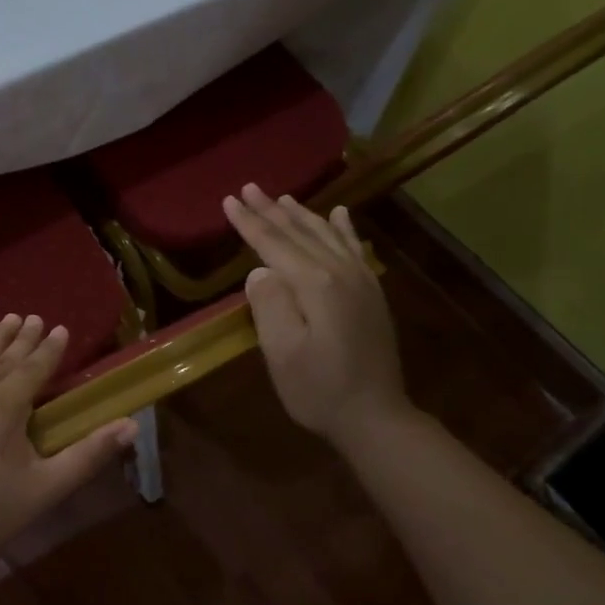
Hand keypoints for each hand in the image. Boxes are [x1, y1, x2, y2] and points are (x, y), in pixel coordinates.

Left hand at [0, 314, 137, 588]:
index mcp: (4, 407)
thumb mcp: (44, 490)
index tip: (61, 329)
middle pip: (2, 356)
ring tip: (9, 319)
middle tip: (35, 318)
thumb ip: (88, 455)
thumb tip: (131, 425)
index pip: (33, 367)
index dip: (50, 348)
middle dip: (23, 337)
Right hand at [222, 184, 410, 439]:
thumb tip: (260, 270)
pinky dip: (343, 228)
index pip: (274, 244)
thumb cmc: (319, 389)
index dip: (249, 222)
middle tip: (249, 187)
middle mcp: (341, 273)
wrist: (375, 417)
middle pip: (300, 233)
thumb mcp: (282, 353)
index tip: (228, 200)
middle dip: (271, 210)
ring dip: (302, 215)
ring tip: (282, 197)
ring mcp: (362, 281)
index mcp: (315, 284)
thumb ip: (269, 304)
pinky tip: (339, 214)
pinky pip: (354, 248)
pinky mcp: (372, 293)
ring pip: (327, 235)